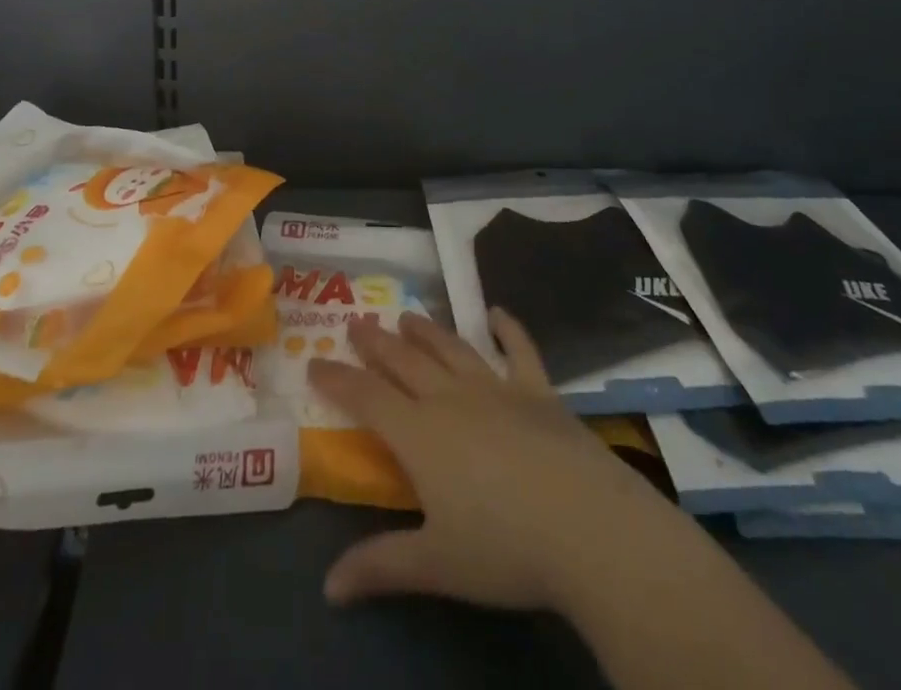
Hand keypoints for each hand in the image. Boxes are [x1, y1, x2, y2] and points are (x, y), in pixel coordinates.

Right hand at [308, 308, 681, 613]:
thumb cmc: (504, 547)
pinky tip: (499, 313)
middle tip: (357, 322)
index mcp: (420, 434)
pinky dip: (508, 329)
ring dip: (427, 330)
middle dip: (377, 343)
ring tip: (407, 315)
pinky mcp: (538, 390)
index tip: (316, 362)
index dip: (338, 379)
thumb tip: (328, 588)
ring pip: (452, 348)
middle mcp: (452, 398)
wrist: (585, 525)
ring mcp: (497, 388)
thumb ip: (381, 566)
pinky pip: (519, 350)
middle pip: (405, 361)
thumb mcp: (435, 564)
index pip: (367, 397)